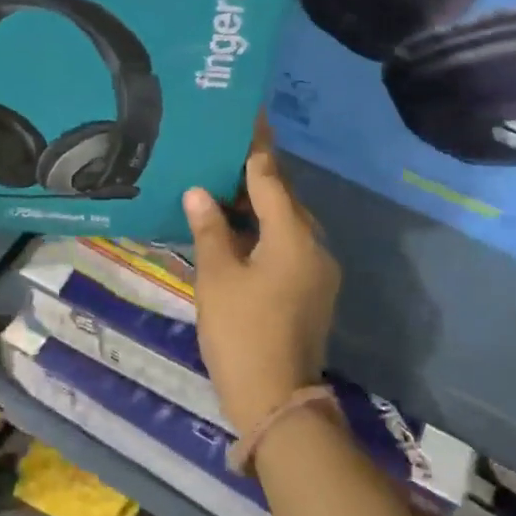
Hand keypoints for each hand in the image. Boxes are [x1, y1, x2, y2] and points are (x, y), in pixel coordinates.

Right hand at [183, 120, 340, 437]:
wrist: (276, 400)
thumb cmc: (242, 332)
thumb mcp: (217, 277)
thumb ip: (209, 229)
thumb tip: (198, 191)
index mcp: (293, 233)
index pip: (270, 175)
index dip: (255, 146)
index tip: (248, 116)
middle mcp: (314, 243)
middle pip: (283, 197)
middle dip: (254, 175)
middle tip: (221, 153)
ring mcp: (318, 268)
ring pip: (286, 222)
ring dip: (258, 206)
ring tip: (222, 187)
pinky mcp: (314, 289)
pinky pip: (289, 245)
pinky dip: (265, 232)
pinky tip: (237, 231)